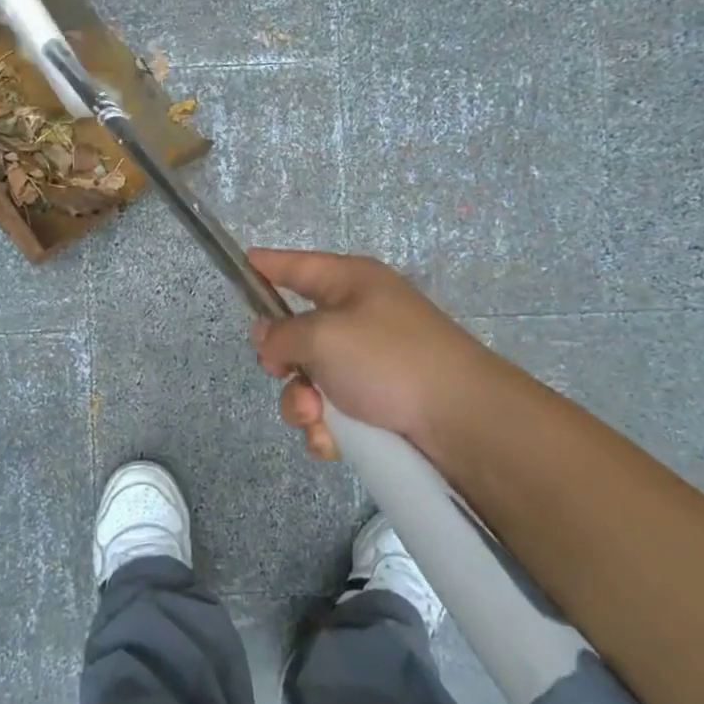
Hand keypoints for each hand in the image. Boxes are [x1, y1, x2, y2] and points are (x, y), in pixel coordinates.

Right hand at [248, 250, 483, 462]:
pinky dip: (327, 428)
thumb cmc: (389, 360)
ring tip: (317, 418)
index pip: (298, 265)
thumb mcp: (323, 335)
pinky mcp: (378, 404)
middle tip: (282, 372)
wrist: (461, 420)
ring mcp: (369, 363)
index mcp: (351, 283)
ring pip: (310, 380)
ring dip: (303, 403)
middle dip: (283, 361)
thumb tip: (267, 338)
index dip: (268, 265)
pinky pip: (332, 412)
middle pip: (297, 332)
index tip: (242, 262)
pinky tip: (333, 441)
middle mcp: (359, 317)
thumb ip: (282, 333)